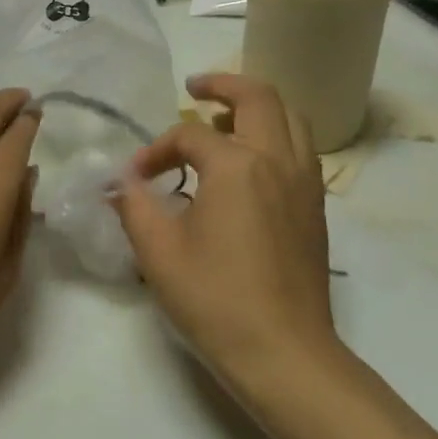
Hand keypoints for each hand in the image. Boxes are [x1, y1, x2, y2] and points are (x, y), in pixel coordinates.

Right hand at [110, 74, 336, 384]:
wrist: (285, 354)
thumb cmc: (216, 300)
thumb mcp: (158, 252)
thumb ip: (135, 207)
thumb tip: (121, 184)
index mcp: (237, 166)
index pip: (190, 135)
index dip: (156, 150)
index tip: (135, 178)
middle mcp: (277, 160)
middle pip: (259, 97)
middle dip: (223, 85)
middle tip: (195, 88)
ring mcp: (305, 183)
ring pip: (290, 118)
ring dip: (256, 108)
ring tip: (224, 121)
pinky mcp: (316, 208)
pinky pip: (300, 149)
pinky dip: (276, 136)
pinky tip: (250, 164)